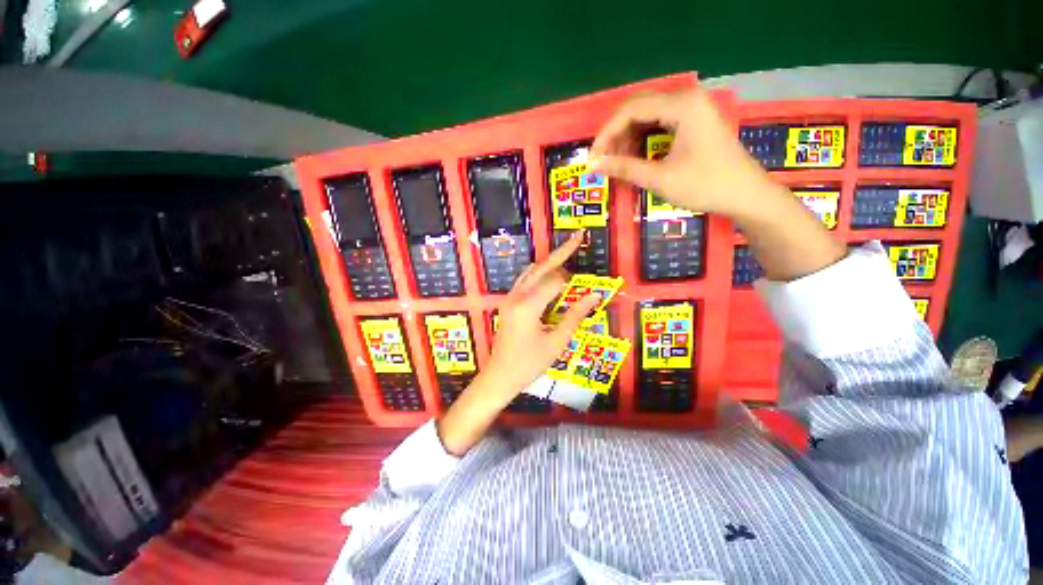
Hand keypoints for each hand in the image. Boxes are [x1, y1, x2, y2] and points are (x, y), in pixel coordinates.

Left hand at [437, 231, 599, 455]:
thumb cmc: (529, 364)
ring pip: (531, 271)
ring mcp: (510, 298)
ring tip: (566, 253)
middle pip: (541, 267)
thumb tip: (594, 295)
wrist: (500, 376)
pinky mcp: (508, 302)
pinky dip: (539, 272)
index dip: (574, 282)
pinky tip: (549, 273)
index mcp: (528, 305)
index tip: (588, 288)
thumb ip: (575, 316)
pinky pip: (525, 280)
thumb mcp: (556, 342)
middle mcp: (517, 296)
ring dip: (549, 261)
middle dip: (561, 252)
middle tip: (578, 237)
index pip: (555, 281)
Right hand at [590, 88, 772, 218]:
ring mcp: (692, 108)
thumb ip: (623, 168)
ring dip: (628, 139)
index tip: (592, 158)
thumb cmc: (705, 185)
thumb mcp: (660, 178)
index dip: (606, 134)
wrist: (746, 195)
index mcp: (682, 105)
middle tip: (604, 162)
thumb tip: (592, 165)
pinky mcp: (694, 121)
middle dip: (616, 136)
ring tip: (618, 163)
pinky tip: (636, 158)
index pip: (631, 109)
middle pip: (638, 108)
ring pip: (647, 116)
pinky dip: (643, 140)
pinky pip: (659, 124)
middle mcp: (686, 98)